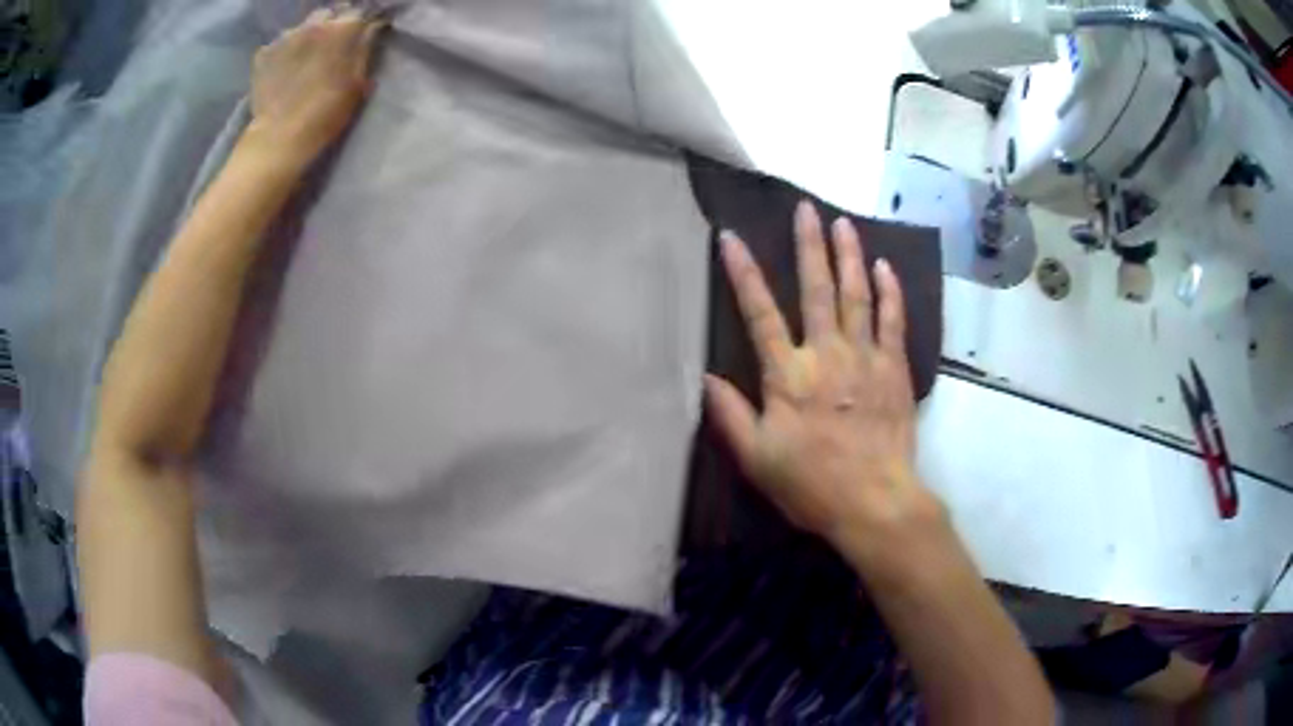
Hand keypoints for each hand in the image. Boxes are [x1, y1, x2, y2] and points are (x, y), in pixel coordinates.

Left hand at [248, 6, 383, 167]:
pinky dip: (283, 51)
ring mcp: (285, 36)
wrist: (279, 138)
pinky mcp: (263, 53)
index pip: (359, 13)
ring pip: (302, 27)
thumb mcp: (357, 83)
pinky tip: (284, 69)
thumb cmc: (326, 113)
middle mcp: (314, 23)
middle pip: (329, 14)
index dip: (361, 24)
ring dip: (307, 37)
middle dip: (332, 25)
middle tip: (331, 47)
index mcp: (342, 28)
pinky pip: (279, 44)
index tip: (361, 36)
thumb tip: (371, 29)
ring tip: (305, 58)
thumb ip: (365, 49)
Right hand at [705, 201, 939, 558]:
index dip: (743, 274)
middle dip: (808, 245)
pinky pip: (893, 320)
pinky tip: (885, 267)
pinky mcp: (894, 368)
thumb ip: (730, 414)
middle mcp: (826, 354)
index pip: (760, 313)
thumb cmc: (811, 484)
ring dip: (849, 256)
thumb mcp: (757, 458)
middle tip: (805, 209)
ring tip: (842, 223)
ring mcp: (865, 357)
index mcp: (788, 375)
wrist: (875, 501)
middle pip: (816, 289)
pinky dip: (889, 291)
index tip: (731, 238)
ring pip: (856, 295)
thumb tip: (704, 376)